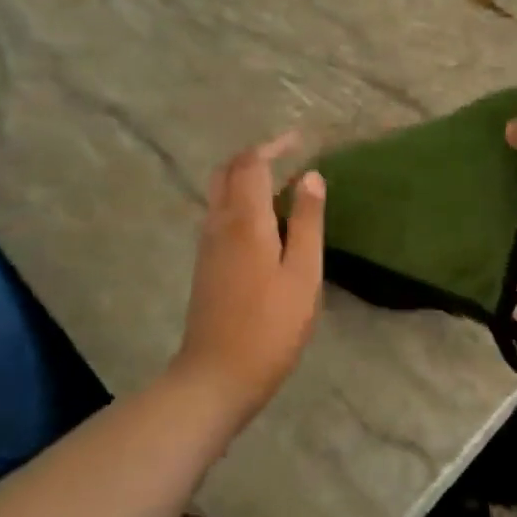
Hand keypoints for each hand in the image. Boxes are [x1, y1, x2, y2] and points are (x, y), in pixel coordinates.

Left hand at [176, 132, 325, 424]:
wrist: (216, 377)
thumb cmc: (270, 326)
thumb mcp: (303, 273)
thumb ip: (306, 221)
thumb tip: (311, 176)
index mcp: (245, 220)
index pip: (251, 164)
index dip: (274, 146)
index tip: (299, 140)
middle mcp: (219, 223)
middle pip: (227, 172)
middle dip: (254, 156)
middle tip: (286, 155)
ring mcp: (207, 244)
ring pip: (219, 192)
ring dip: (245, 177)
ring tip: (281, 184)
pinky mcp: (205, 264)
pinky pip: (219, 214)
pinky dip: (239, 199)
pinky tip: (264, 220)